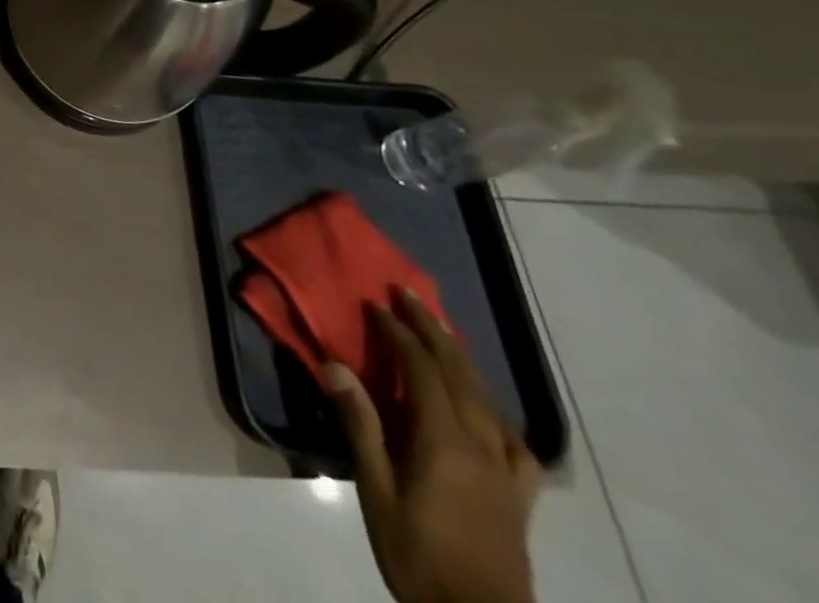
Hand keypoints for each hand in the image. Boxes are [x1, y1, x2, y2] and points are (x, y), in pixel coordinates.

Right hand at [328, 289, 541, 602]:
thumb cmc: (419, 558)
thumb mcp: (377, 494)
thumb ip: (361, 428)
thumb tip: (336, 366)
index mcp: (445, 443)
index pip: (422, 369)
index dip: (399, 332)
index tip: (375, 303)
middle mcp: (481, 447)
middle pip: (459, 374)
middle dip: (432, 330)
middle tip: (408, 295)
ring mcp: (506, 473)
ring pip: (487, 400)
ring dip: (461, 360)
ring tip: (442, 335)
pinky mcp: (519, 498)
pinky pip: (514, 442)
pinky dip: (495, 412)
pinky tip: (486, 413)